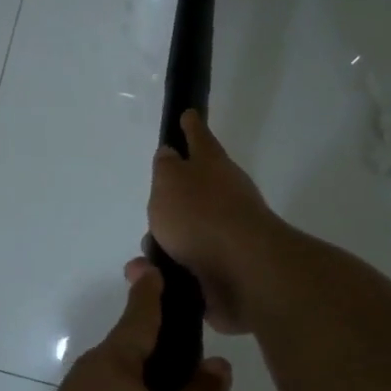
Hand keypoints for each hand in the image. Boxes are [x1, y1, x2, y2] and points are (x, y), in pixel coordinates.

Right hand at [129, 110, 288, 334]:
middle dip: (174, 199)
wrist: (243, 270)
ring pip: (190, 231)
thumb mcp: (170, 182)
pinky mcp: (226, 267)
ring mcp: (229, 232)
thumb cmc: (200, 216)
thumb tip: (170, 154)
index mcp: (212, 166)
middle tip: (156, 204)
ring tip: (147, 254)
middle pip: (195, 190)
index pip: (199, 138)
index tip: (188, 114)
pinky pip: (192, 264)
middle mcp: (225, 195)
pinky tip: (157, 276)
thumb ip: (166, 167)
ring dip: (168, 241)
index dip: (191, 127)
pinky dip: (174, 268)